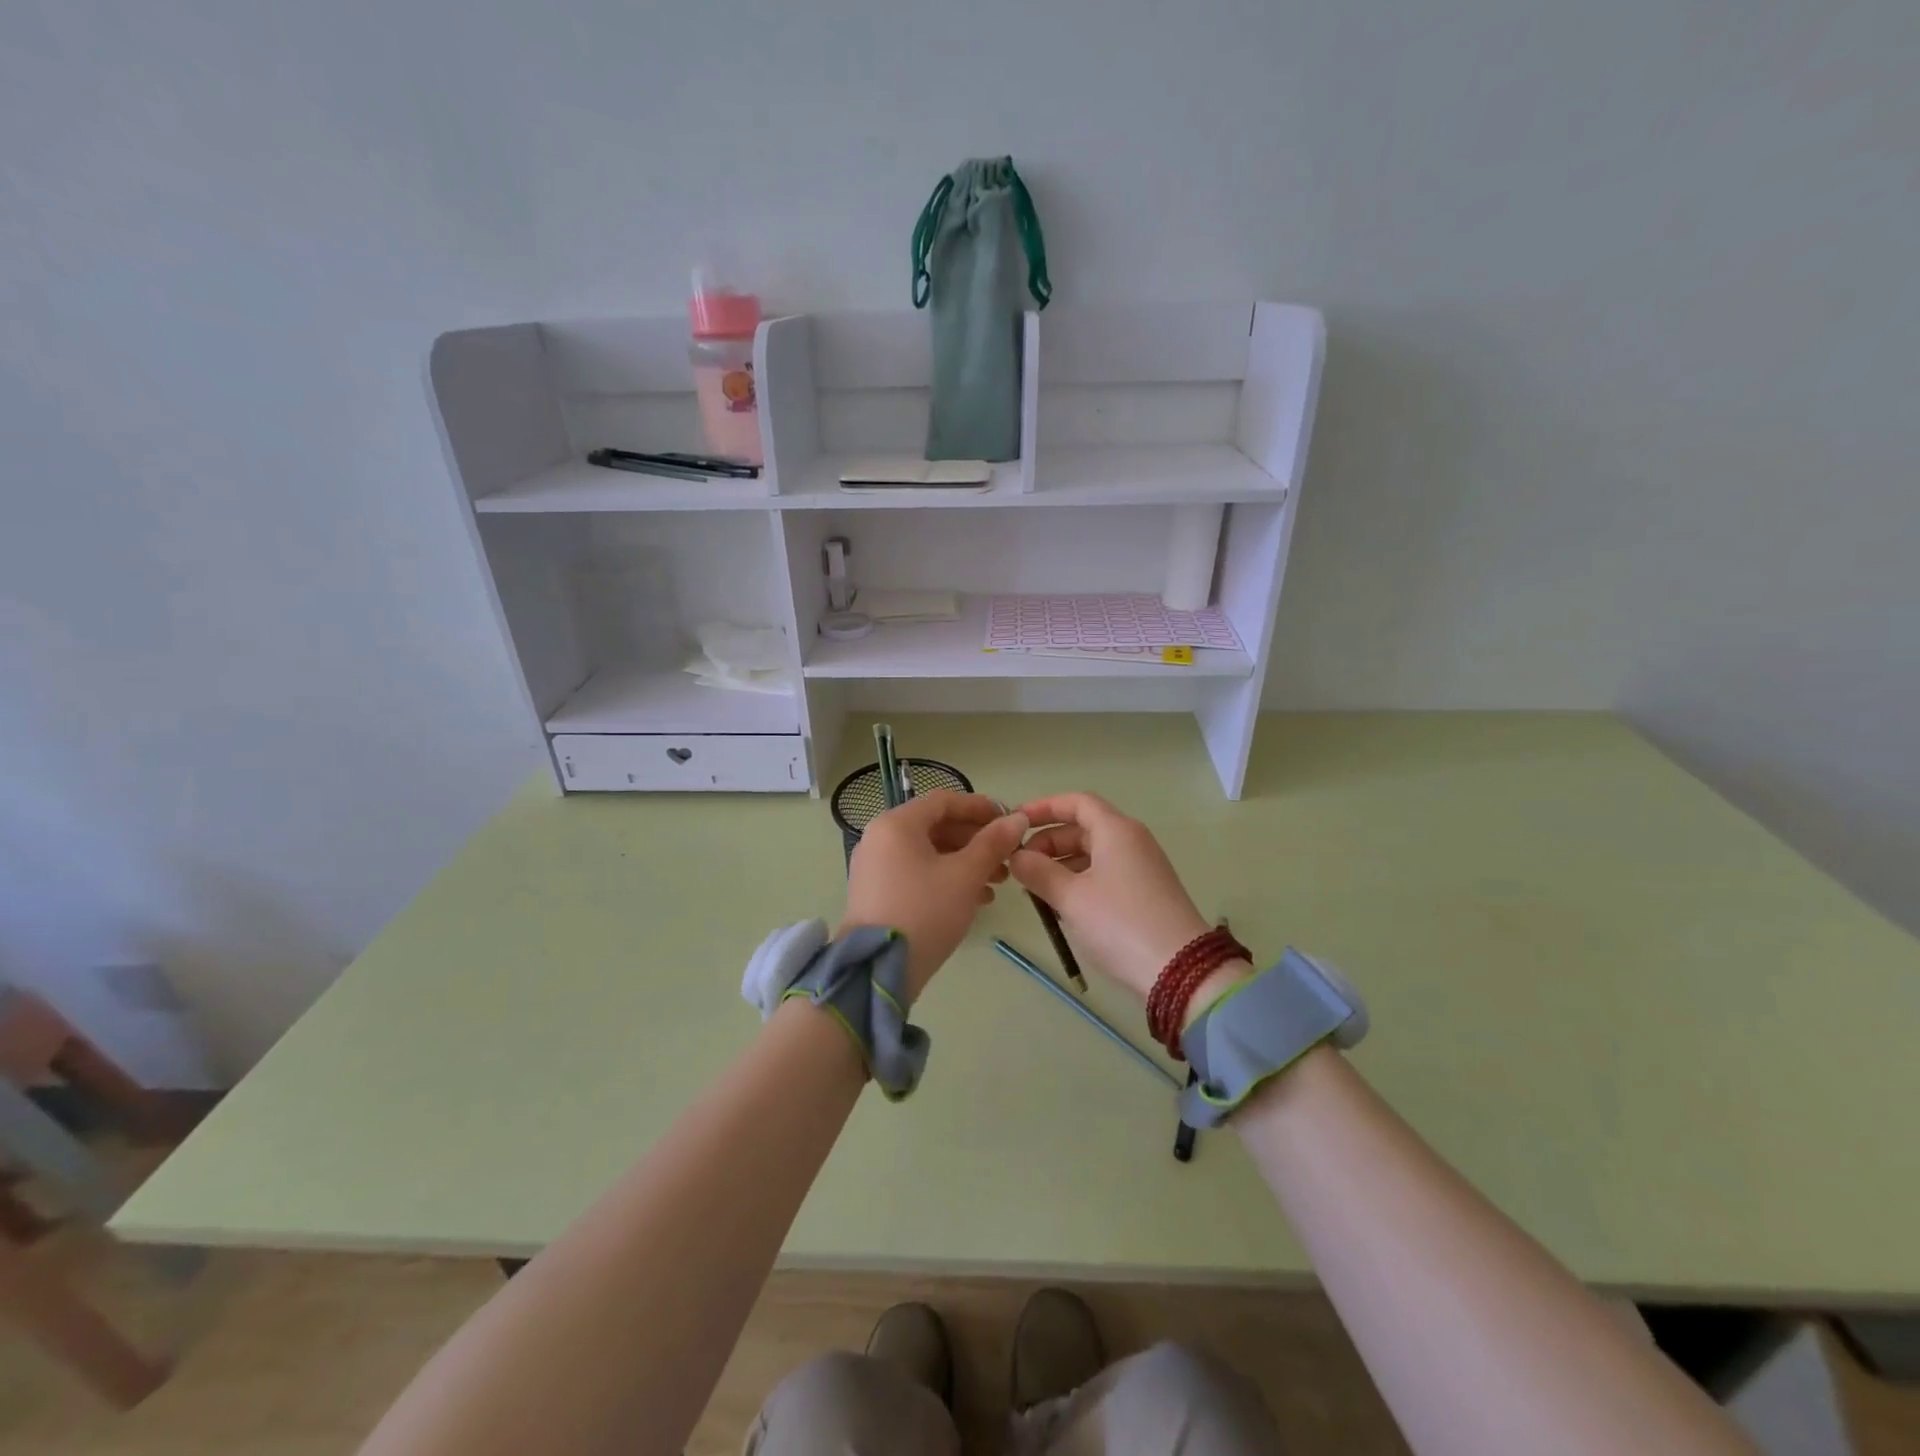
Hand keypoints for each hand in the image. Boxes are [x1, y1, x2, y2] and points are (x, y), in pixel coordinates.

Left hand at [842, 791, 1028, 1000]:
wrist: (877, 970)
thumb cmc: (925, 911)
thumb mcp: (965, 876)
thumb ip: (993, 843)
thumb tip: (1018, 818)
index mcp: (896, 824)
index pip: (944, 801)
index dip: (980, 807)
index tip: (1009, 820)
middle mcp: (880, 837)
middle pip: (936, 826)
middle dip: (976, 839)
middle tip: (1008, 856)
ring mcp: (875, 866)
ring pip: (928, 852)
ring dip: (965, 861)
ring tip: (999, 881)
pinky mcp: (877, 892)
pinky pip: (917, 872)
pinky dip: (946, 878)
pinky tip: (976, 899)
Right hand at [1008, 793, 1218, 1001]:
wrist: (1180, 970)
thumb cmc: (1120, 923)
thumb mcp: (1071, 897)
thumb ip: (1038, 872)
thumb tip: (1016, 856)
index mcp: (1116, 830)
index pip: (1076, 802)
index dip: (1044, 807)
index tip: (1015, 821)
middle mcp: (1132, 840)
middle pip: (1083, 827)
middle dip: (1048, 841)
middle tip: (1020, 864)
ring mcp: (1142, 866)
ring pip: (1093, 852)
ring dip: (1061, 863)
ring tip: (1035, 888)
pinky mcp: (1146, 892)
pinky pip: (1105, 873)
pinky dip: (1079, 879)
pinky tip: (1062, 904)